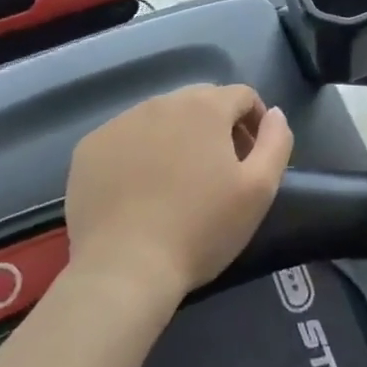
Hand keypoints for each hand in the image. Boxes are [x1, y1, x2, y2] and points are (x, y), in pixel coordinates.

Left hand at [64, 84, 292, 303]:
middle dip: (216, 127)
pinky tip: (139, 189)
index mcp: (206, 106)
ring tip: (177, 181)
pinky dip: (139, 152)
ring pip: (161, 117)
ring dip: (177, 137)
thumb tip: (275, 114)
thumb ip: (276, 141)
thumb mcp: (259, 189)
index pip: (242, 95)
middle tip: (218, 170)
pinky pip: (126, 137)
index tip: (252, 157)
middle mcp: (162, 102)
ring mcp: (121, 122)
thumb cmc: (200, 229)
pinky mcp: (90, 148)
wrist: (123, 271)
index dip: (255, 121)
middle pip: (201, 101)